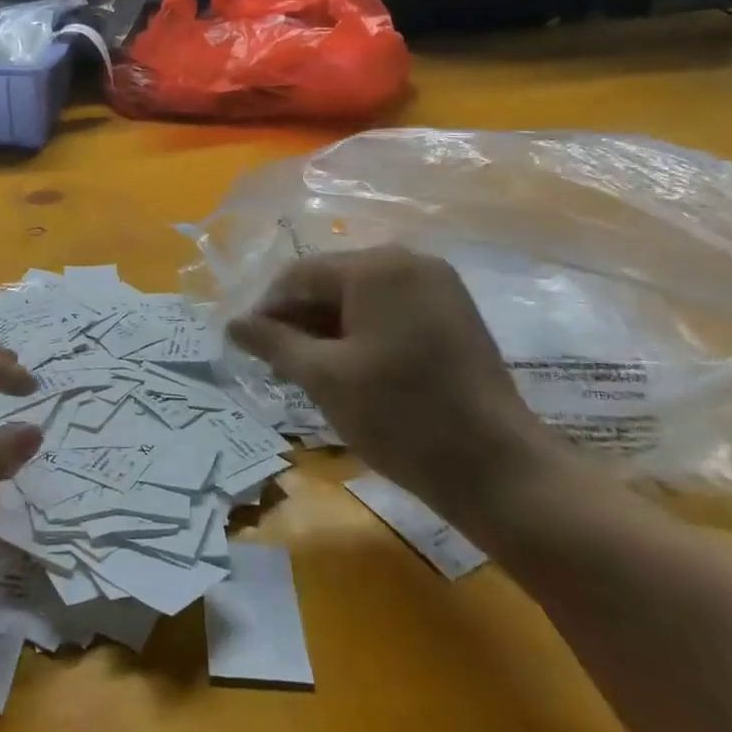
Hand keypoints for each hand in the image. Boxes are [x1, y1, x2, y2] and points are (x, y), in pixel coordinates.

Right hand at [227, 246, 561, 524]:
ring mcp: (437, 286)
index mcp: (376, 267)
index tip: (247, 347)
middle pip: (331, 282)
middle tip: (276, 363)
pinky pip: (390, 310)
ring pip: (360, 298)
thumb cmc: (401, 417)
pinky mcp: (453, 313)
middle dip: (299, 319)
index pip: (300, 275)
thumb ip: (273, 342)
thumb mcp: (323, 377)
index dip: (267, 309)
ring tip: (307, 369)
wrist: (498, 469)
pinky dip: (362, 333)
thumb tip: (233, 324)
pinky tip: (348, 367)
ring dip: (328, 328)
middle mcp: (408, 262)